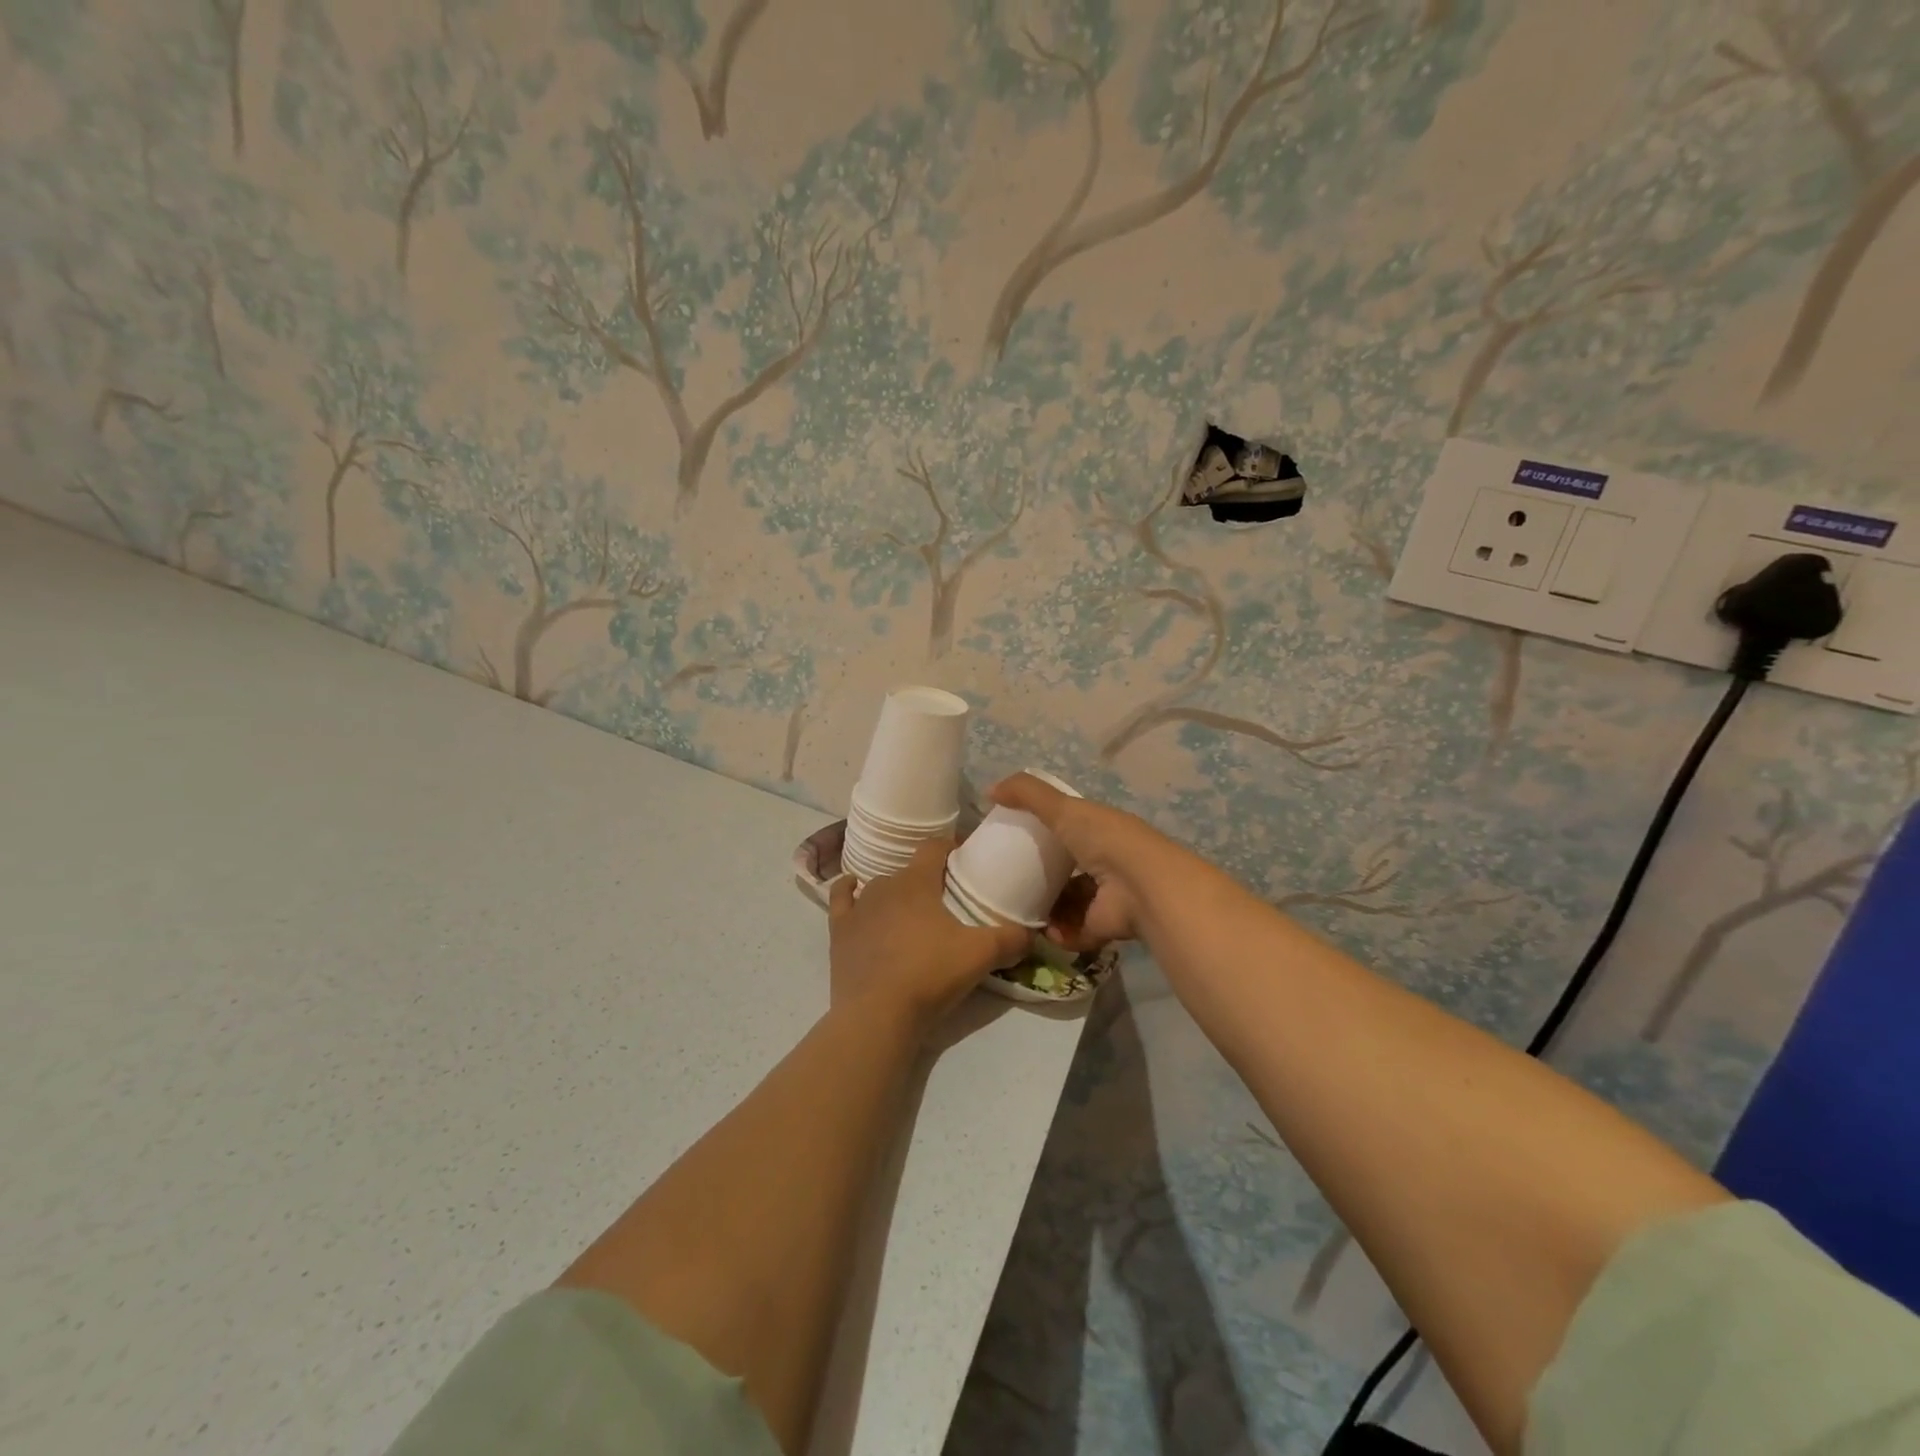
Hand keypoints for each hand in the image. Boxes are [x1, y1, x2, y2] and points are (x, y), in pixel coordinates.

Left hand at [828, 839, 1029, 1036]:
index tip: (964, 856)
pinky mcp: (839, 931)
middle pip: (909, 870)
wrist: (877, 1014)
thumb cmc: (930, 975)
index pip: (934, 847)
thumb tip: (1031, 933)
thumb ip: (1010, 939)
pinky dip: (847, 891)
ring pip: (878, 886)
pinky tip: (852, 889)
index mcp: (918, 881)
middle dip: (926, 878)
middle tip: (945, 898)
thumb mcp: (981, 955)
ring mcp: (858, 908)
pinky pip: (840, 899)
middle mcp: (885, 885)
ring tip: (910, 910)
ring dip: (894, 892)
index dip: (950, 846)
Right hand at [990, 773, 1171, 952]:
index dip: (1047, 834)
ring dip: (1047, 910)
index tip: (1017, 842)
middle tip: (1011, 882)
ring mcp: (1106, 898)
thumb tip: (989, 789)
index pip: (1071, 832)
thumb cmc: (1103, 839)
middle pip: (1069, 872)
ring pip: (1071, 904)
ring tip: (1018, 909)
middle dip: (1043, 878)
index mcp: (1100, 833)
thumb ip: (1027, 794)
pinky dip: (1058, 933)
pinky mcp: (1103, 928)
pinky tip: (1040, 929)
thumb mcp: (1062, 808)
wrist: (1139, 886)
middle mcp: (1106, 864)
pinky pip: (1074, 932)